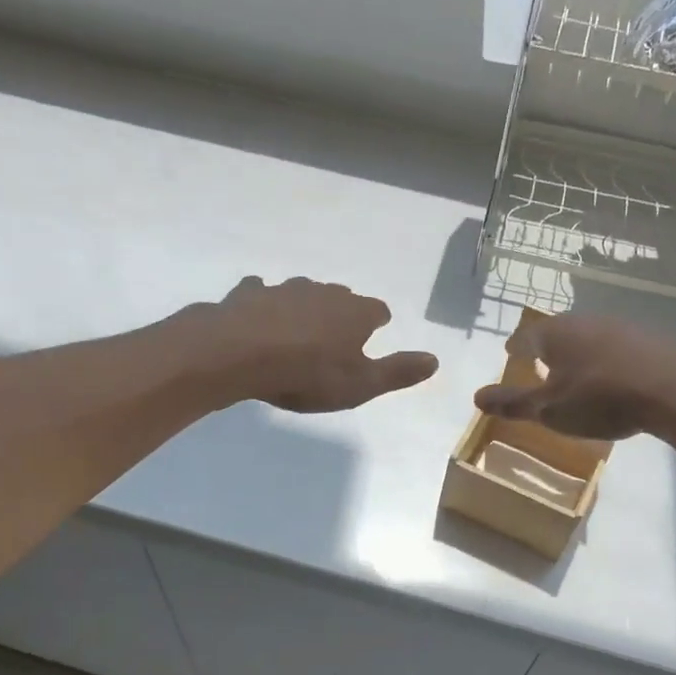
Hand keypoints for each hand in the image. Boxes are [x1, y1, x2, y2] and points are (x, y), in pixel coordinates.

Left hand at [210, 276, 438, 413]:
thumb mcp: (361, 384)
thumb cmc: (308, 374)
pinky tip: (258, 313)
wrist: (240, 354)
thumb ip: (398, 372)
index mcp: (355, 313)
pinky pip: (261, 292)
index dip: (377, 322)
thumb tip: (435, 360)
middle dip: (342, 312)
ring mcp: (284, 289)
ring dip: (304, 306)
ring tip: (300, 327)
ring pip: (302, 292)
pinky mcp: (249, 293)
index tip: (375, 331)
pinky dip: (263, 301)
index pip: (377, 311)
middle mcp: (323, 293)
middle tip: (337, 333)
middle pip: (341, 297)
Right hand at [474, 313, 675, 439]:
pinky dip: (604, 361)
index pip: (527, 335)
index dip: (517, 347)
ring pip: (588, 338)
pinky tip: (609, 378)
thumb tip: (476, 397)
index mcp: (555, 333)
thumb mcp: (548, 408)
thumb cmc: (599, 398)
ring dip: (577, 354)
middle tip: (539, 362)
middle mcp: (585, 321)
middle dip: (547, 347)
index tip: (511, 354)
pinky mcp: (648, 341)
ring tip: (573, 372)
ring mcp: (620, 328)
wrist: (672, 389)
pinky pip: (615, 349)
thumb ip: (512, 404)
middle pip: (558, 332)